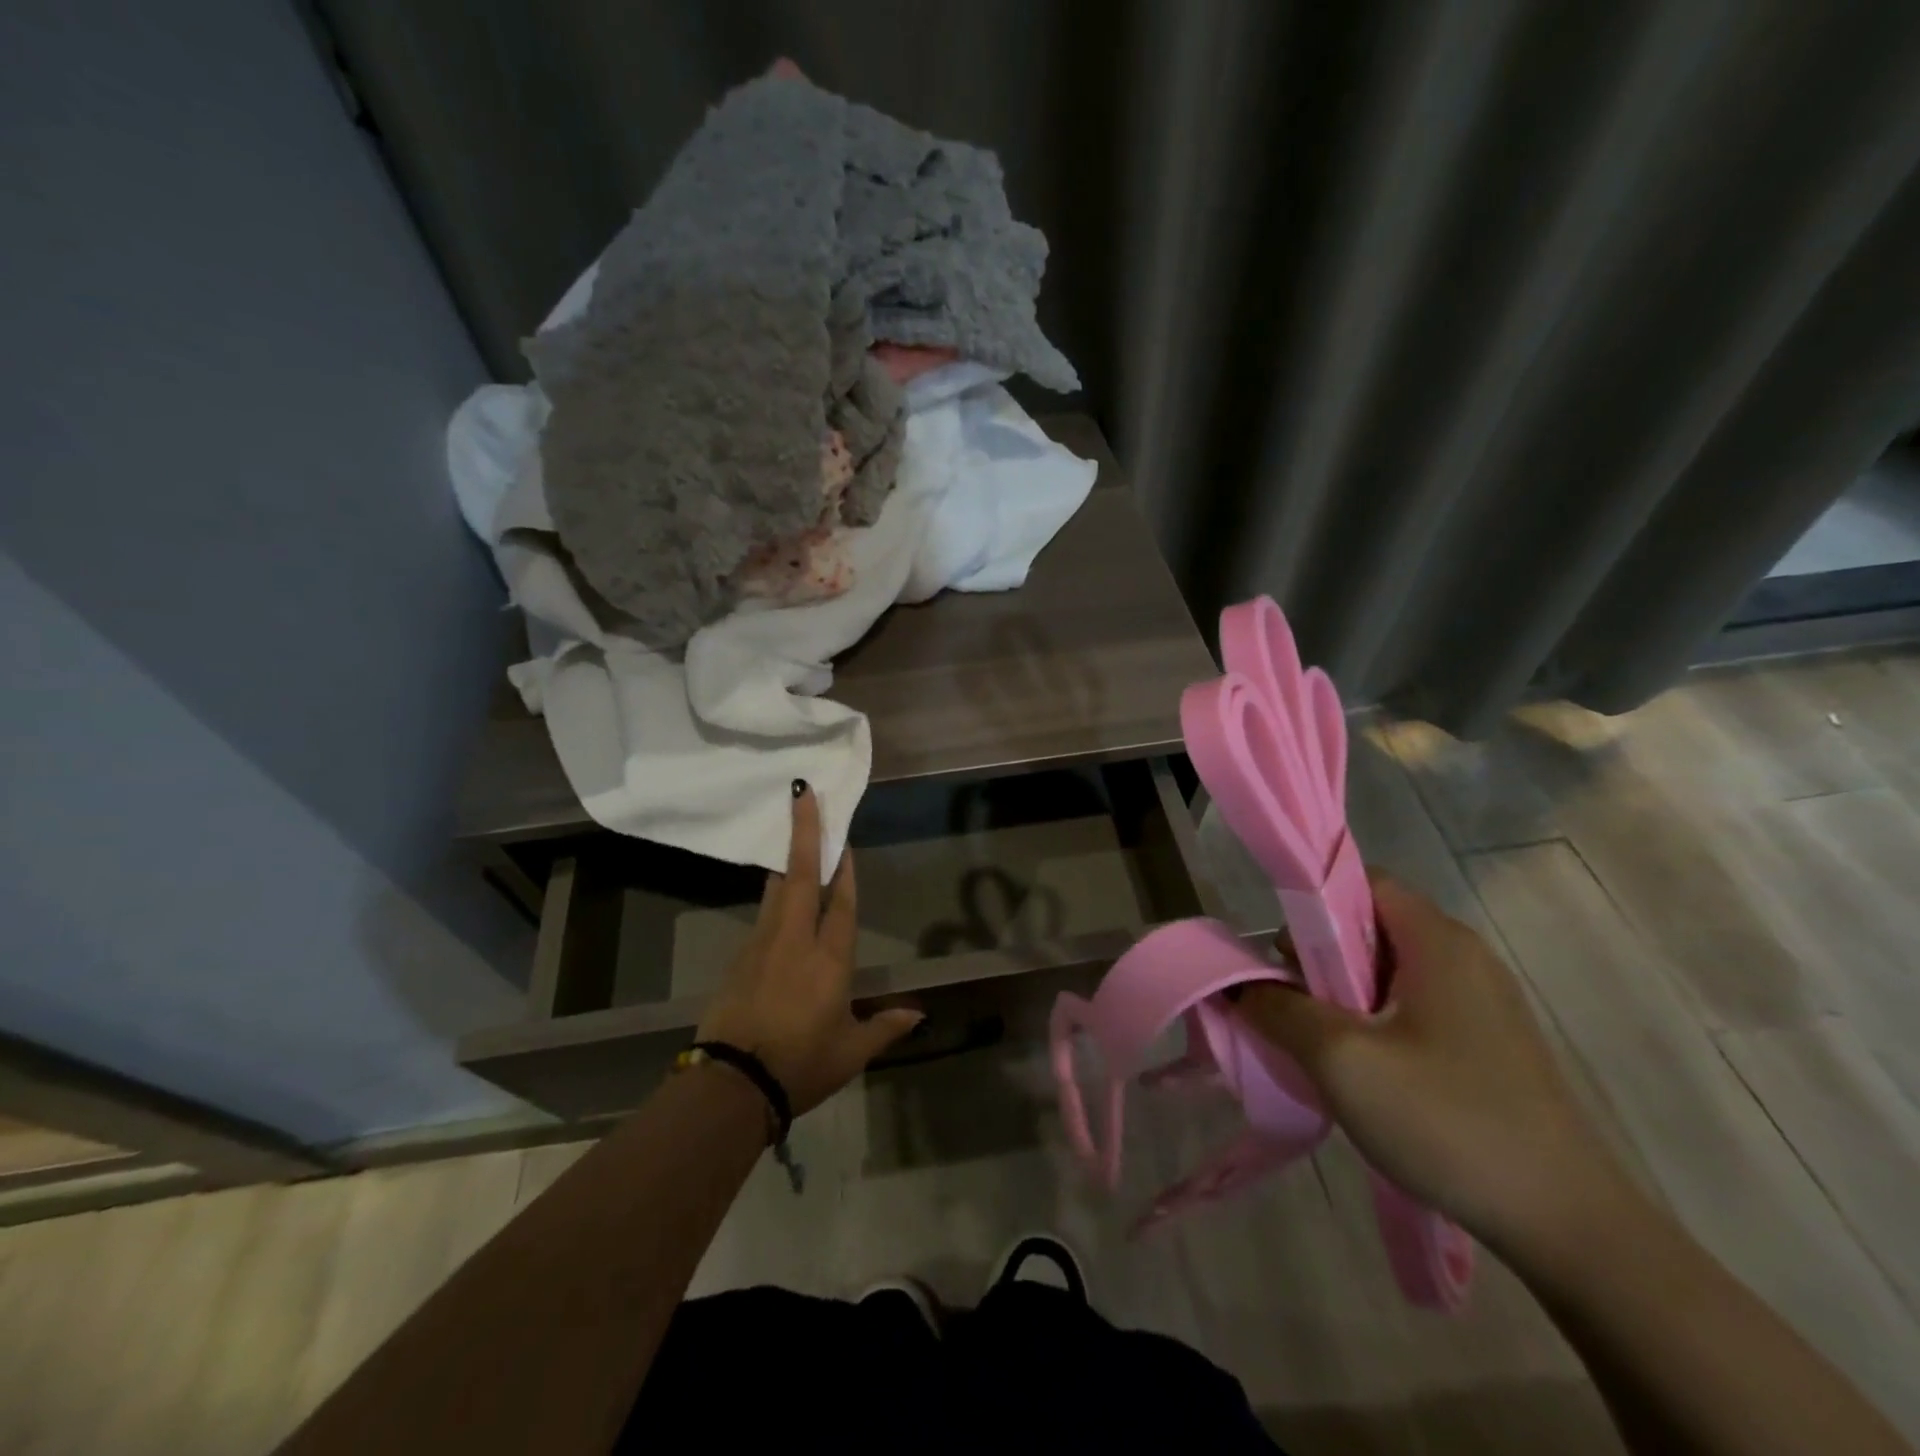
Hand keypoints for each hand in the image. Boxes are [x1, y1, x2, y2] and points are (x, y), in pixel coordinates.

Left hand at [695, 783, 922, 1115]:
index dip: (847, 870)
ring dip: (789, 858)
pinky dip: (776, 893)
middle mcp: (795, 940)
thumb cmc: (800, 1065)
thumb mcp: (850, 1051)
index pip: (841, 904)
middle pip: (801, 874)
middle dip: (805, 830)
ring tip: (794, 831)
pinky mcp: (739, 957)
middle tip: (803, 793)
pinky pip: (764, 913)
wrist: (731, 1084)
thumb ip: (885, 1027)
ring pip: (778, 888)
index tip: (846, 839)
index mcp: (829, 959)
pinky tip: (780, 894)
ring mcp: (762, 944)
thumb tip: (917, 1014)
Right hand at [1236, 872, 1627, 1255]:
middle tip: (1291, 1006)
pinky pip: (1412, 1007)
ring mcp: (1482, 1002)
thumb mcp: (1341, 1061)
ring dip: (1342, 995)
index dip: (1310, 904)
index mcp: (1437, 941)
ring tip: (1321, 1045)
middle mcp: (1464, 956)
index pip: (1361, 882)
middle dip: (1319, 957)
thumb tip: (1238, 986)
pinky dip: (1374, 1022)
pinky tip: (1364, 1073)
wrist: (1569, 1227)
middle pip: (1370, 926)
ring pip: (1388, 971)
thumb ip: (1278, 1009)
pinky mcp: (1489, 1043)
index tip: (1281, 954)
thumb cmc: (1448, 1122)